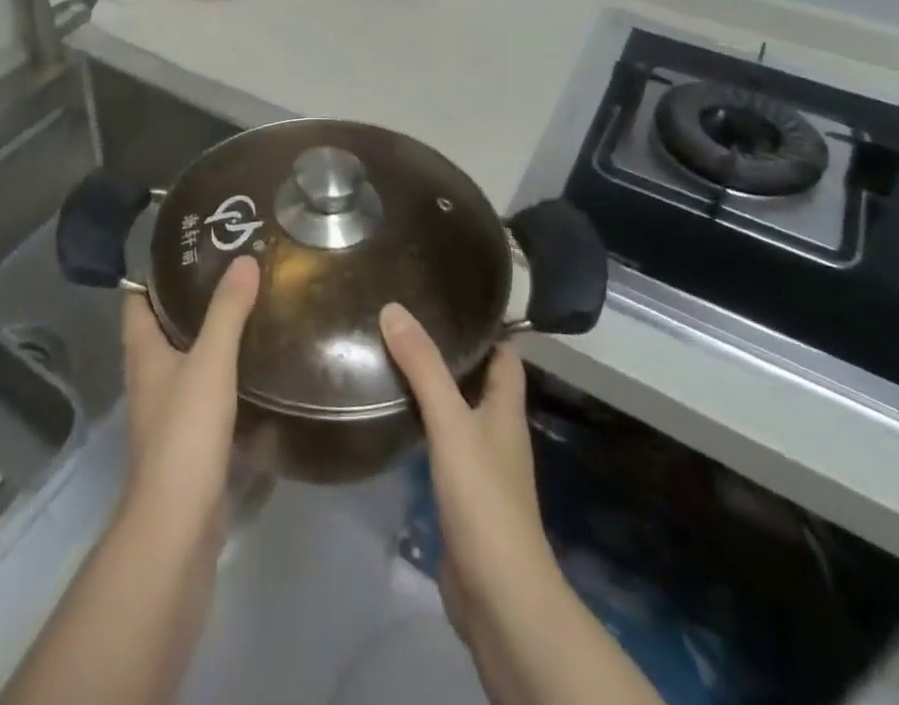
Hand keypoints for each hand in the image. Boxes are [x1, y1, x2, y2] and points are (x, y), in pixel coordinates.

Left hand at [121, 255, 260, 539]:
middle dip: (190, 297)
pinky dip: (221, 369)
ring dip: (208, 333)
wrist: (178, 523)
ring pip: (184, 356)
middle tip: (230, 268)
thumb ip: (227, 311)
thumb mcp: (210, 362)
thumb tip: (243, 258)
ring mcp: (165, 407)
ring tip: (247, 305)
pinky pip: (202, 387)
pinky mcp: (187, 435)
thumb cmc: (184, 432)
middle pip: (162, 324)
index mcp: (142, 350)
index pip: (136, 297)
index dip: (154, 271)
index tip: (188, 244)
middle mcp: (148, 374)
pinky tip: (252, 361)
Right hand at [380, 304, 559, 644]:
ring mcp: (482, 470)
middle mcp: (498, 434)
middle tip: (406, 324)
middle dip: (450, 354)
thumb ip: (424, 367)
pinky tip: (394, 420)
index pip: (505, 356)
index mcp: (506, 411)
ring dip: (433, 391)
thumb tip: (393, 308)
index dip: (487, 328)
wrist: (499, 599)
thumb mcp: (451, 423)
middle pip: (479, 382)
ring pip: (458, 415)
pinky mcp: (462, 499)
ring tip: (392, 361)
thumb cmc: (484, 499)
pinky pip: (442, 448)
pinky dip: (423, 429)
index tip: (451, 299)